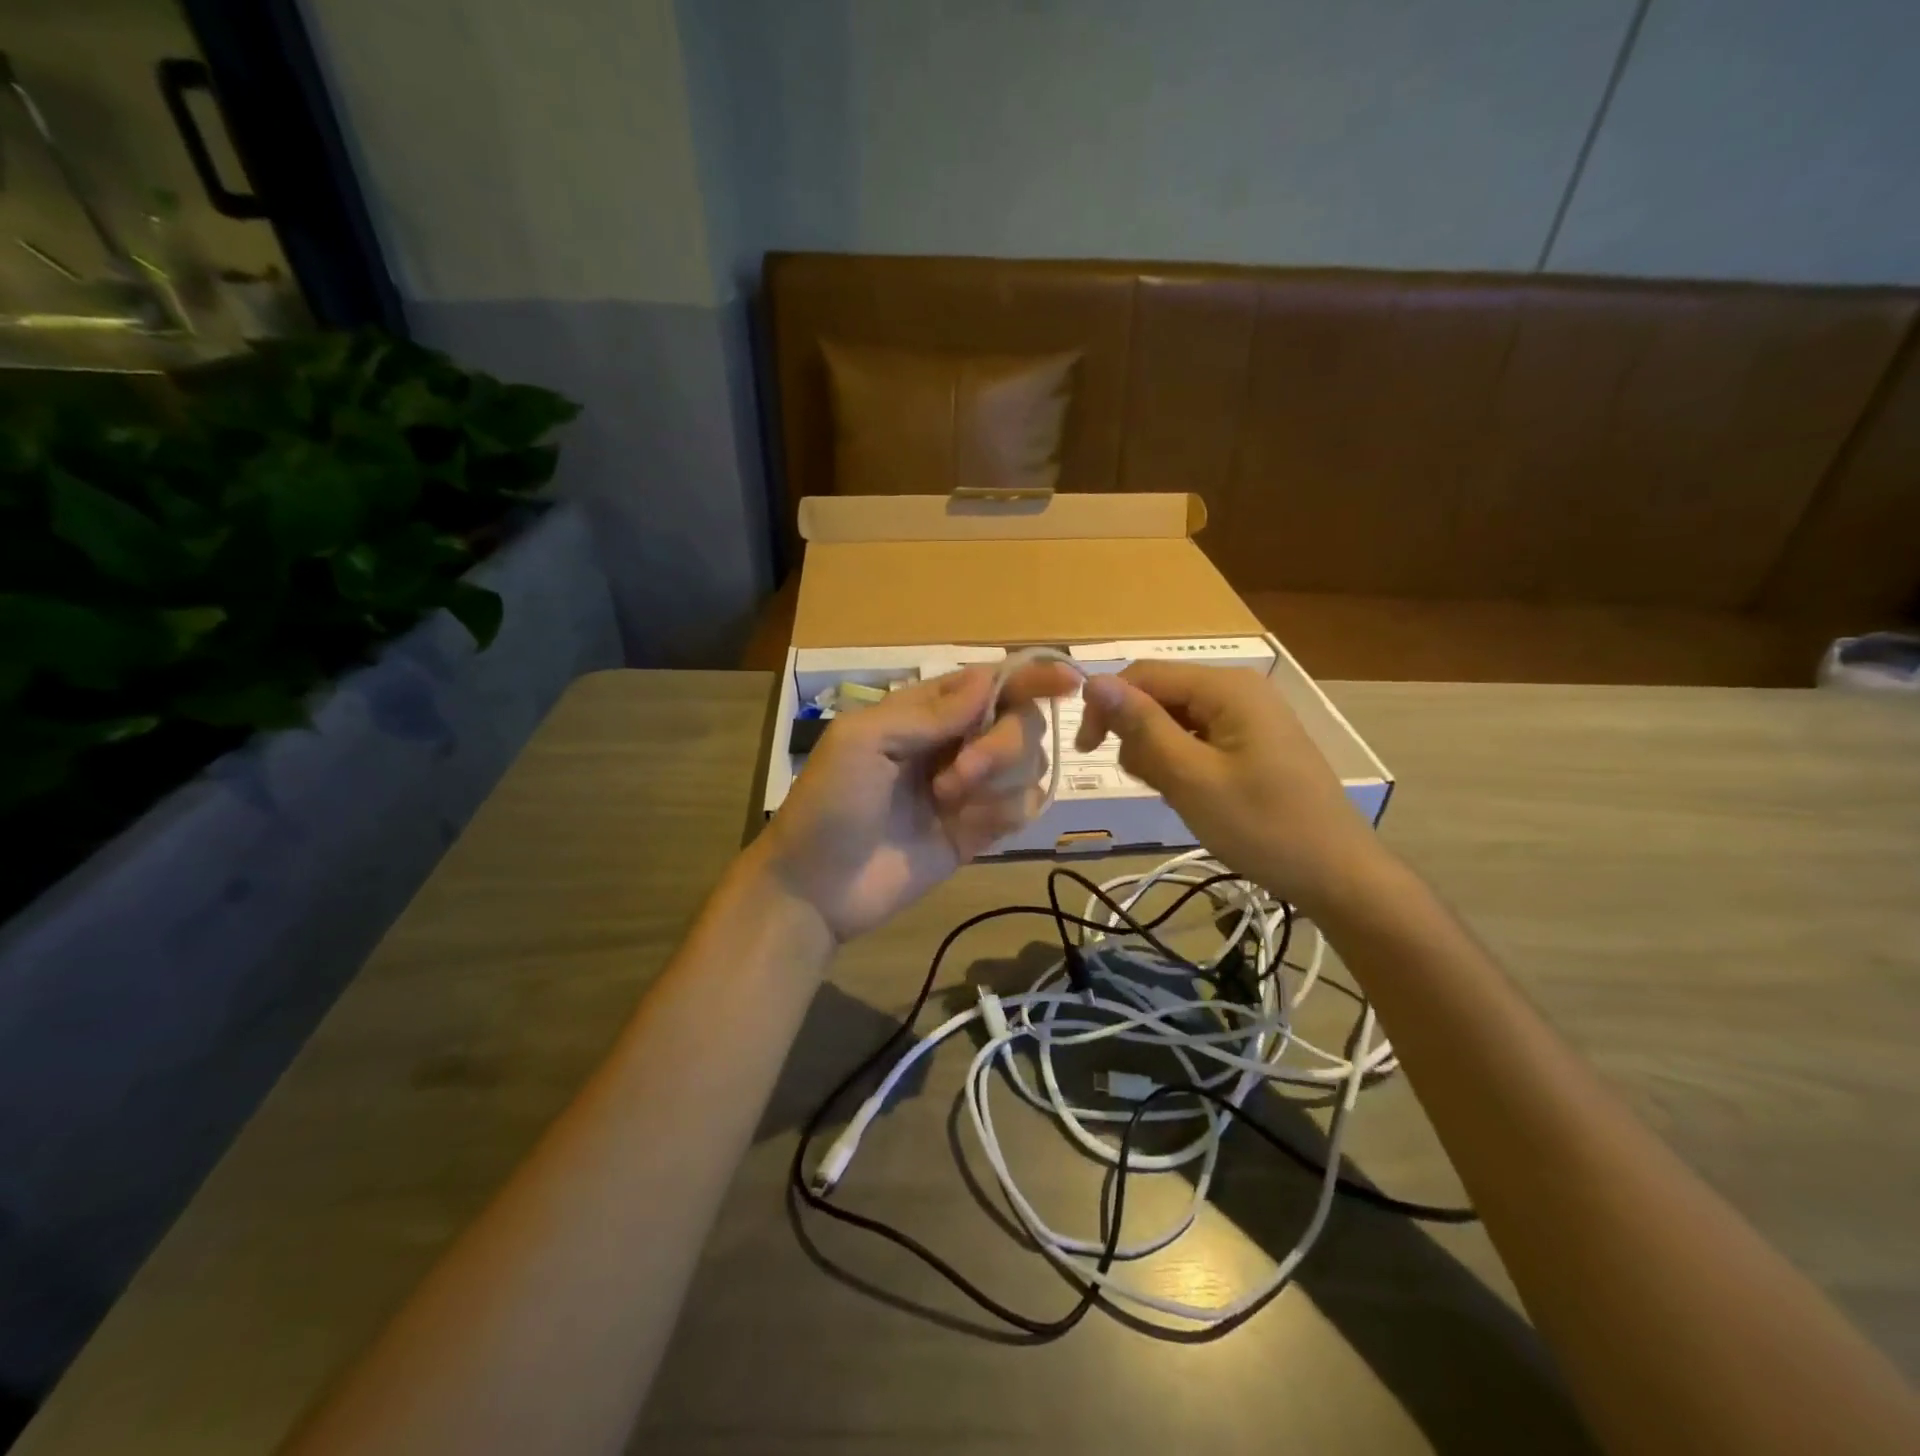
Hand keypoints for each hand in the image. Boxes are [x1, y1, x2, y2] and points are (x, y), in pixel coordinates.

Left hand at [759, 662, 1080, 941]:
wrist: (817, 888)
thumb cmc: (829, 804)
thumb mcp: (863, 742)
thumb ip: (928, 713)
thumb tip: (988, 679)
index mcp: (925, 712)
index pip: (991, 682)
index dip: (1031, 677)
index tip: (1068, 681)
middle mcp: (955, 743)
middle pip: (1021, 722)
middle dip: (1002, 745)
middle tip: (959, 775)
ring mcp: (971, 789)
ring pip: (1029, 764)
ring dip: (999, 780)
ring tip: (946, 803)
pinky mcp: (980, 831)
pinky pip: (1024, 807)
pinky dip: (1009, 810)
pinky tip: (972, 826)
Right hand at [1074, 662, 1389, 912]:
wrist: (1337, 874)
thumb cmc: (1262, 827)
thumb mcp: (1191, 779)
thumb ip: (1142, 727)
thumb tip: (1093, 681)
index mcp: (1226, 688)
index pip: (1143, 675)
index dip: (1106, 705)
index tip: (1086, 752)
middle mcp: (1238, 689)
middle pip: (1160, 694)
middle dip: (1139, 734)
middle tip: (1150, 784)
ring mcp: (1249, 716)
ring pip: (1176, 719)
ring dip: (1160, 753)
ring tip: (1178, 794)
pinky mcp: (1254, 741)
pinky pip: (1199, 738)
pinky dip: (1183, 762)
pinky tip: (1194, 794)